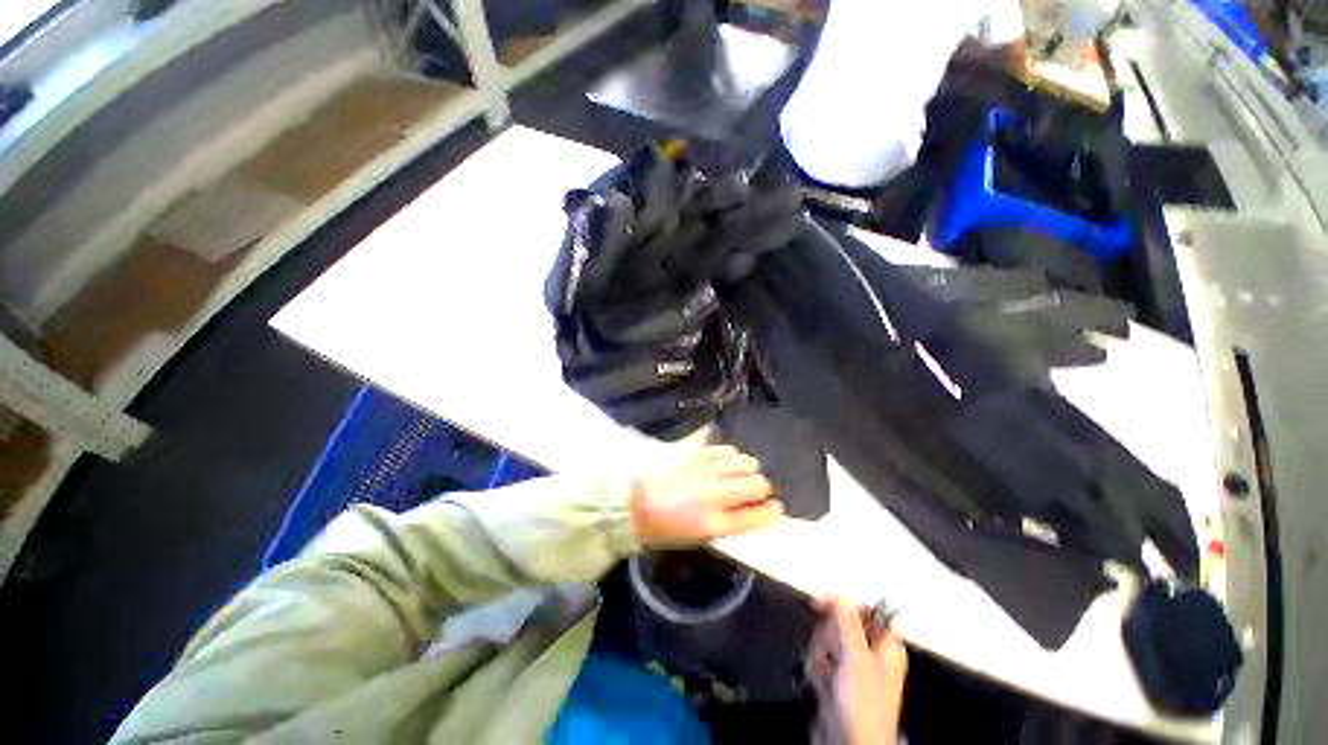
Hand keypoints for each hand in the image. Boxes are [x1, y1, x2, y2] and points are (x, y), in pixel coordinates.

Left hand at [629, 445, 782, 546]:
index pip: (757, 516)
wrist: (635, 503)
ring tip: (740, 473)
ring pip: (744, 461)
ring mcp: (705, 470)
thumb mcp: (699, 538)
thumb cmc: (666, 528)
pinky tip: (725, 461)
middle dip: (762, 487)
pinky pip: (725, 449)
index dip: (772, 512)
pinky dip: (731, 456)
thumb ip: (729, 525)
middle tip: (755, 490)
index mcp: (714, 524)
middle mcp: (714, 494)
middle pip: (757, 483)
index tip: (775, 509)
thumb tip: (752, 513)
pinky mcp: (696, 453)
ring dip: (747, 468)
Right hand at [806, 598, 907, 744]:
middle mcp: (868, 654)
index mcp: (884, 645)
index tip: (820, 605)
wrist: (850, 743)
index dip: (840, 605)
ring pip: (825, 642)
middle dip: (827, 638)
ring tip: (827, 676)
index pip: (861, 610)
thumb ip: (848, 622)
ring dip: (820, 657)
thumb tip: (842, 595)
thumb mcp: (857, 657)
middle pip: (838, 625)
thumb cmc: (865, 706)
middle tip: (831, 653)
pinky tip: (822, 685)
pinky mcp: (835, 681)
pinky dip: (816, 671)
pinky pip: (818, 661)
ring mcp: (850, 668)